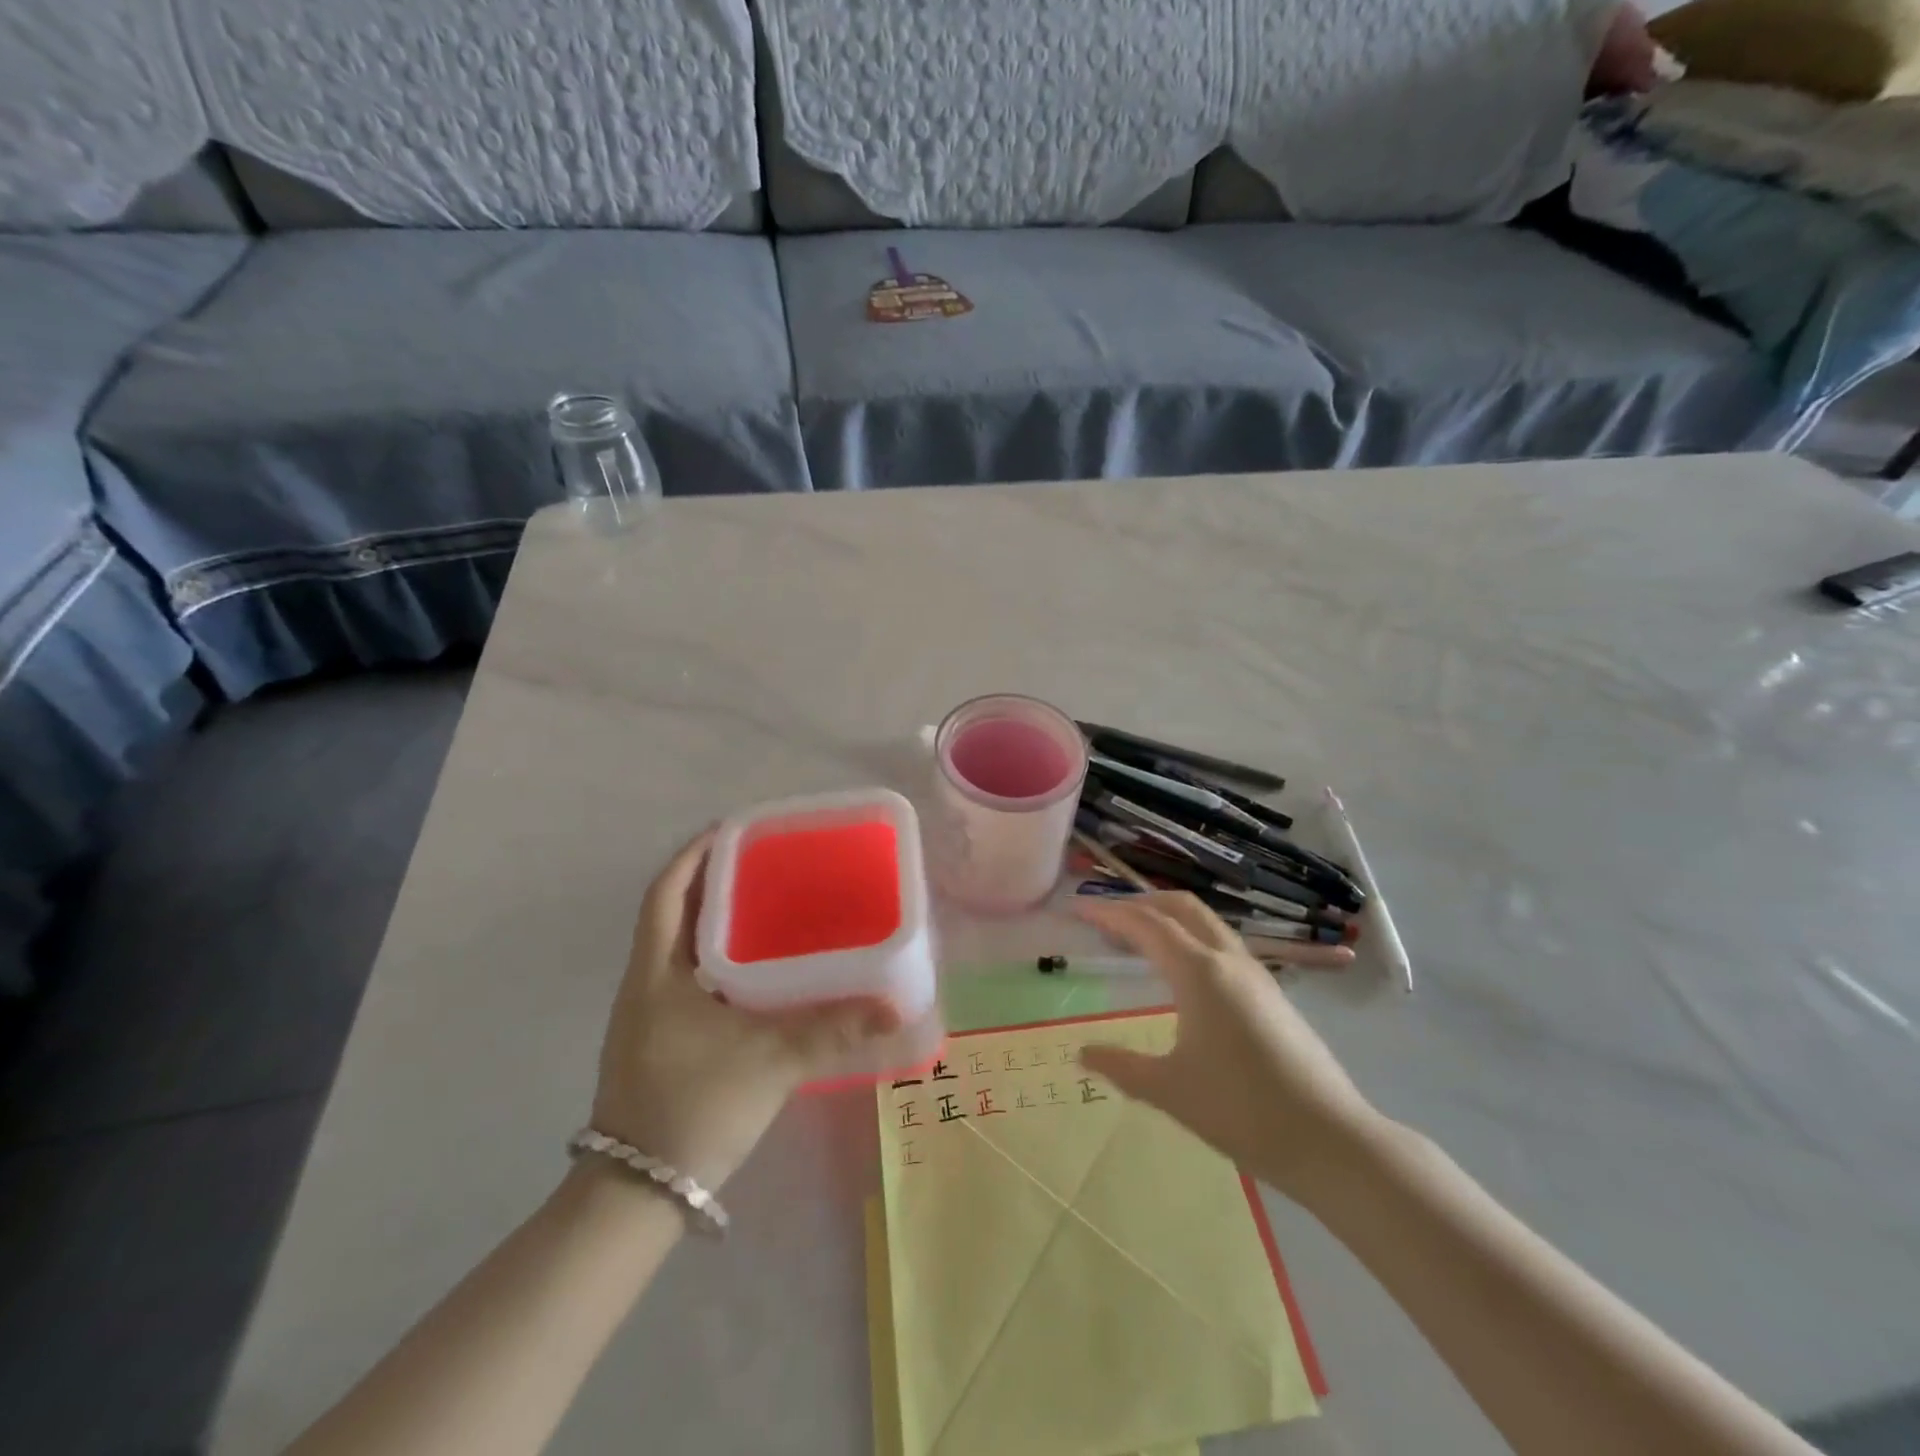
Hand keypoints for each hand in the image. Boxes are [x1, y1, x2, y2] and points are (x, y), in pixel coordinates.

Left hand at [589, 831, 901, 1190]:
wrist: (636, 1196)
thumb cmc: (693, 1106)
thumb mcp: (769, 1060)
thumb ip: (832, 1029)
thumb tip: (894, 1007)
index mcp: (657, 972)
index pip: (666, 891)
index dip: (694, 853)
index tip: (733, 828)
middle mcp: (645, 983)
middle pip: (675, 913)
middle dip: (715, 882)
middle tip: (767, 866)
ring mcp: (648, 1015)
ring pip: (682, 949)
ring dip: (718, 922)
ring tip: (769, 908)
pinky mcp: (659, 1041)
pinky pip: (690, 980)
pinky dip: (719, 961)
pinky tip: (758, 974)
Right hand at [1074, 892, 1378, 1201]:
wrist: (1330, 1140)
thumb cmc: (1242, 1110)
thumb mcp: (1169, 1091)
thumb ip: (1121, 1067)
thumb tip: (1082, 1054)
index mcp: (1199, 972)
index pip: (1146, 924)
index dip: (1109, 913)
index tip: (1078, 911)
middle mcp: (1228, 960)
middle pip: (1181, 907)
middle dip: (1141, 902)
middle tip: (1107, 916)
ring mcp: (1256, 974)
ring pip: (1207, 923)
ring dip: (1169, 918)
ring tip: (1139, 939)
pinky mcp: (1272, 993)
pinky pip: (1222, 945)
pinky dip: (1191, 938)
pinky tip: (1182, 972)